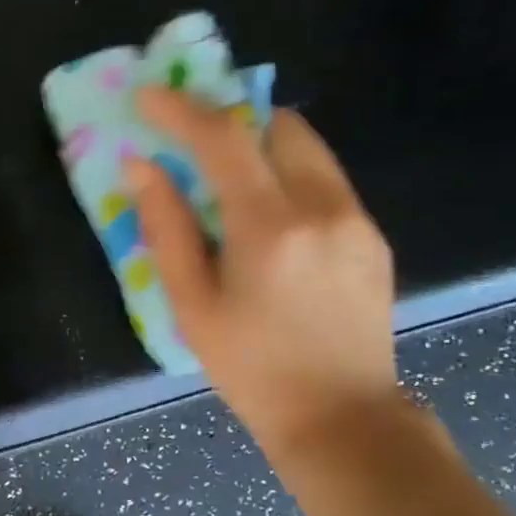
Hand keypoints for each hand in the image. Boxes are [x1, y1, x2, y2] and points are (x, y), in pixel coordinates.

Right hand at [124, 90, 402, 469]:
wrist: (341, 418)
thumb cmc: (251, 368)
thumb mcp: (192, 305)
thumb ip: (167, 228)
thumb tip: (142, 167)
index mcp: (270, 228)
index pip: (224, 139)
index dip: (181, 110)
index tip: (148, 97)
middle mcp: (323, 208)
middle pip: (278, 126)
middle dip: (231, 121)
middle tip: (193, 143)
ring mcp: (357, 220)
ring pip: (308, 149)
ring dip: (263, 148)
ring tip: (229, 184)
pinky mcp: (373, 237)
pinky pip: (326, 181)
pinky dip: (289, 178)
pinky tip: (270, 225)